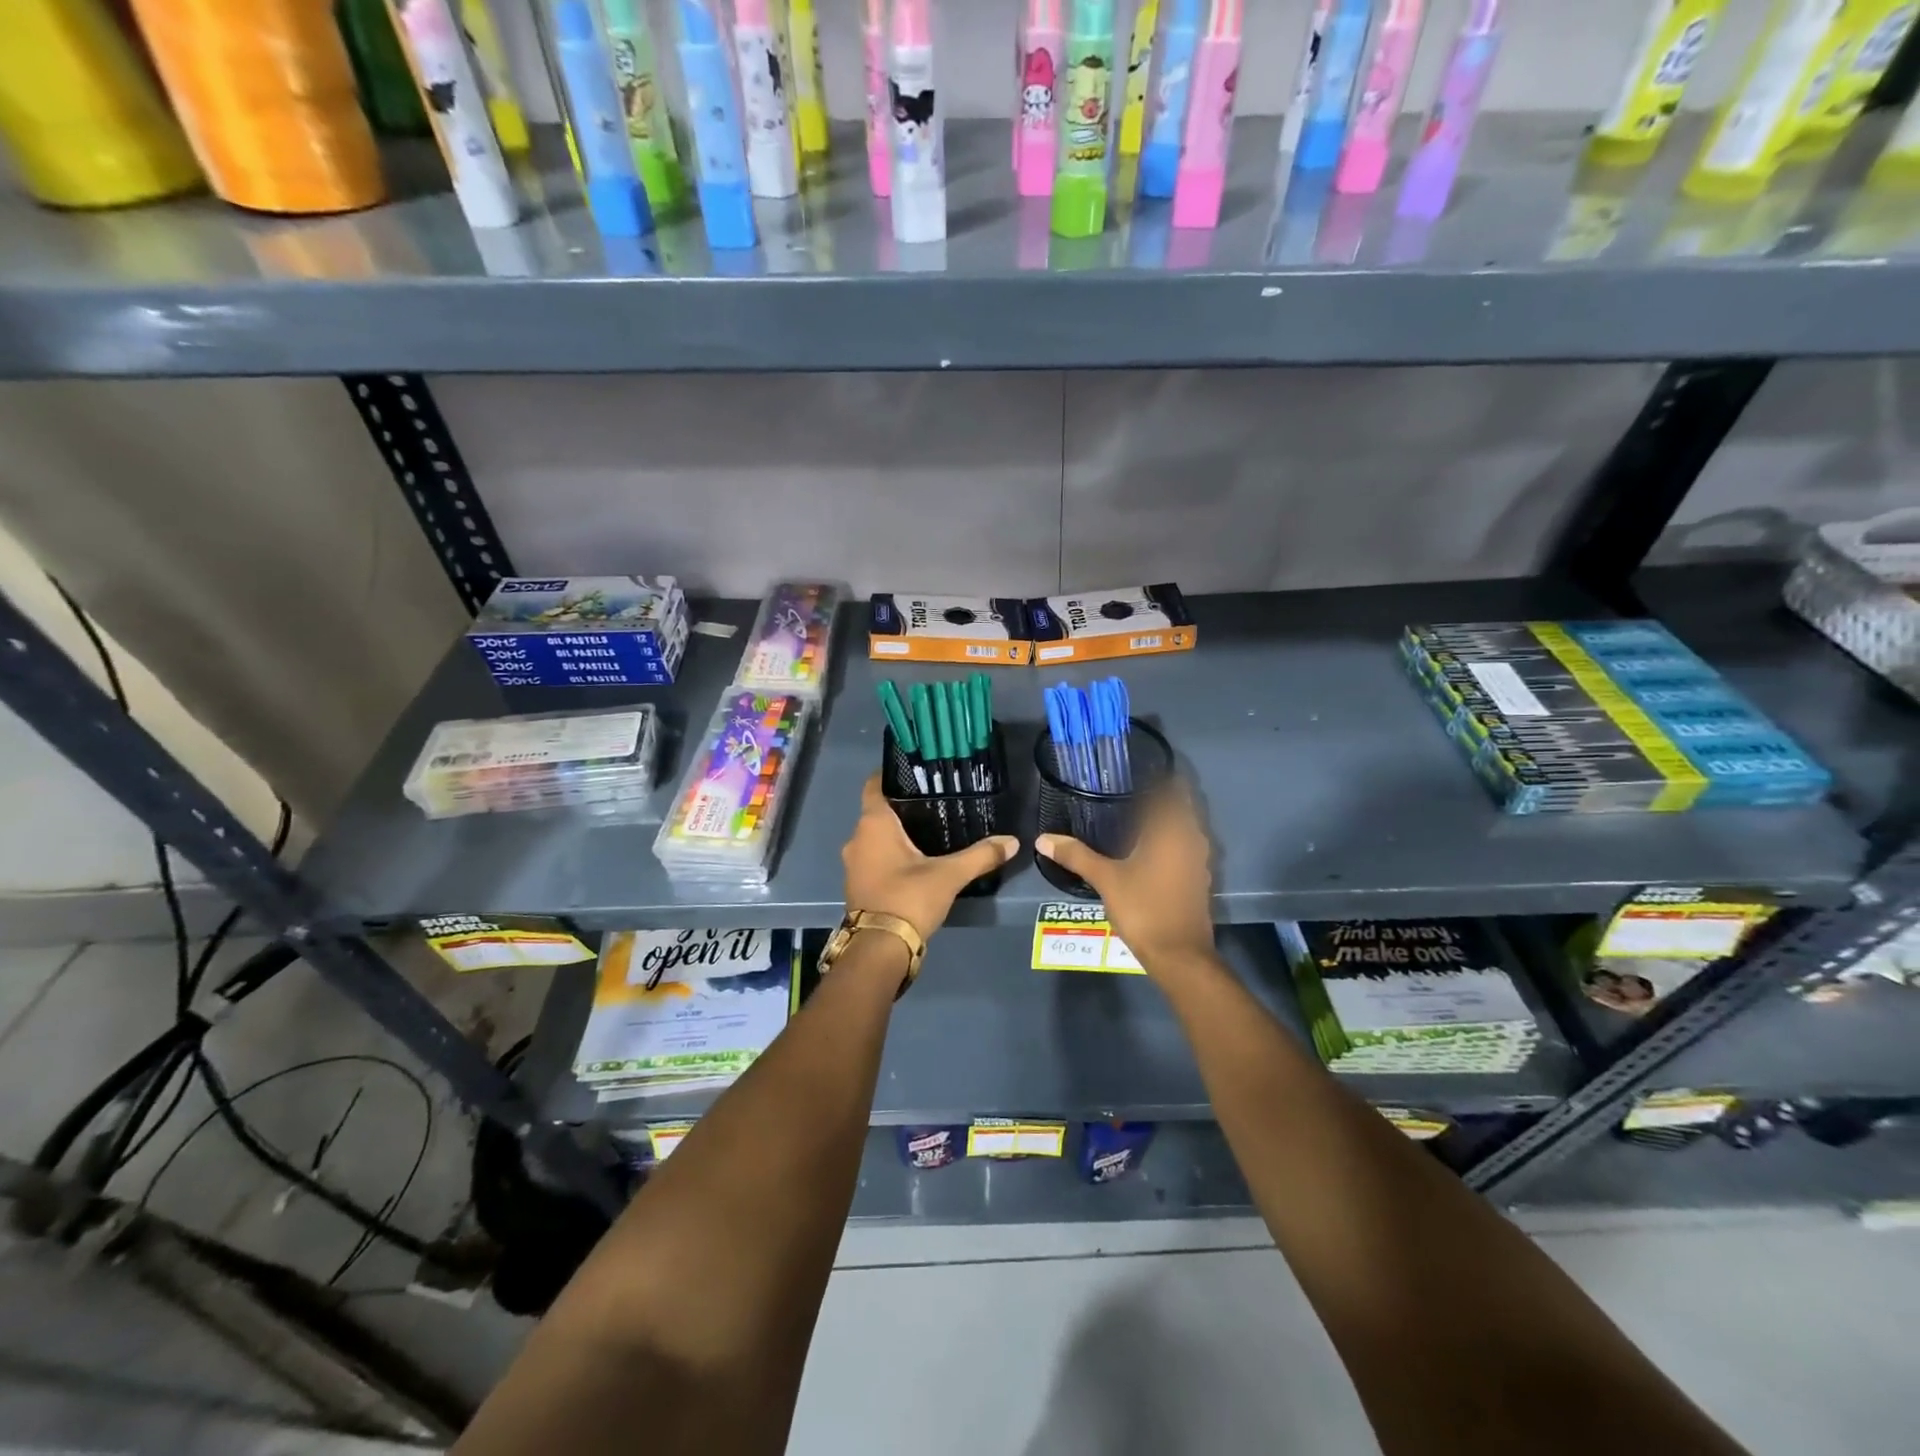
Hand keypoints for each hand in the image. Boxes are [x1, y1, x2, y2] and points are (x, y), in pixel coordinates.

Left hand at [842, 774, 1019, 941]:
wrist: (879, 948)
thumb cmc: (908, 898)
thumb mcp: (949, 875)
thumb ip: (981, 855)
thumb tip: (1012, 841)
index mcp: (873, 824)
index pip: (875, 785)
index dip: (893, 776)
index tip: (917, 774)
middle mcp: (857, 838)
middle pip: (878, 812)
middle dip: (902, 807)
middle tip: (934, 803)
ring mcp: (853, 863)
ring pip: (876, 837)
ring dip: (896, 834)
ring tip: (929, 831)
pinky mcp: (858, 884)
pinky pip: (874, 858)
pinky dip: (891, 855)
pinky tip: (916, 860)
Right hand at [1036, 783, 1213, 974]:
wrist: (1180, 957)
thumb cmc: (1145, 909)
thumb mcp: (1106, 880)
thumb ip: (1076, 855)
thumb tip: (1043, 838)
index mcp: (1173, 831)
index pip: (1172, 790)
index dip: (1158, 777)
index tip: (1136, 770)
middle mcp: (1192, 839)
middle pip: (1181, 808)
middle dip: (1160, 797)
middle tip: (1129, 791)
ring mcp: (1199, 861)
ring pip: (1186, 829)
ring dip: (1167, 820)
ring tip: (1136, 816)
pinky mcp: (1198, 880)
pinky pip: (1186, 848)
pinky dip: (1171, 842)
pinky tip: (1148, 849)